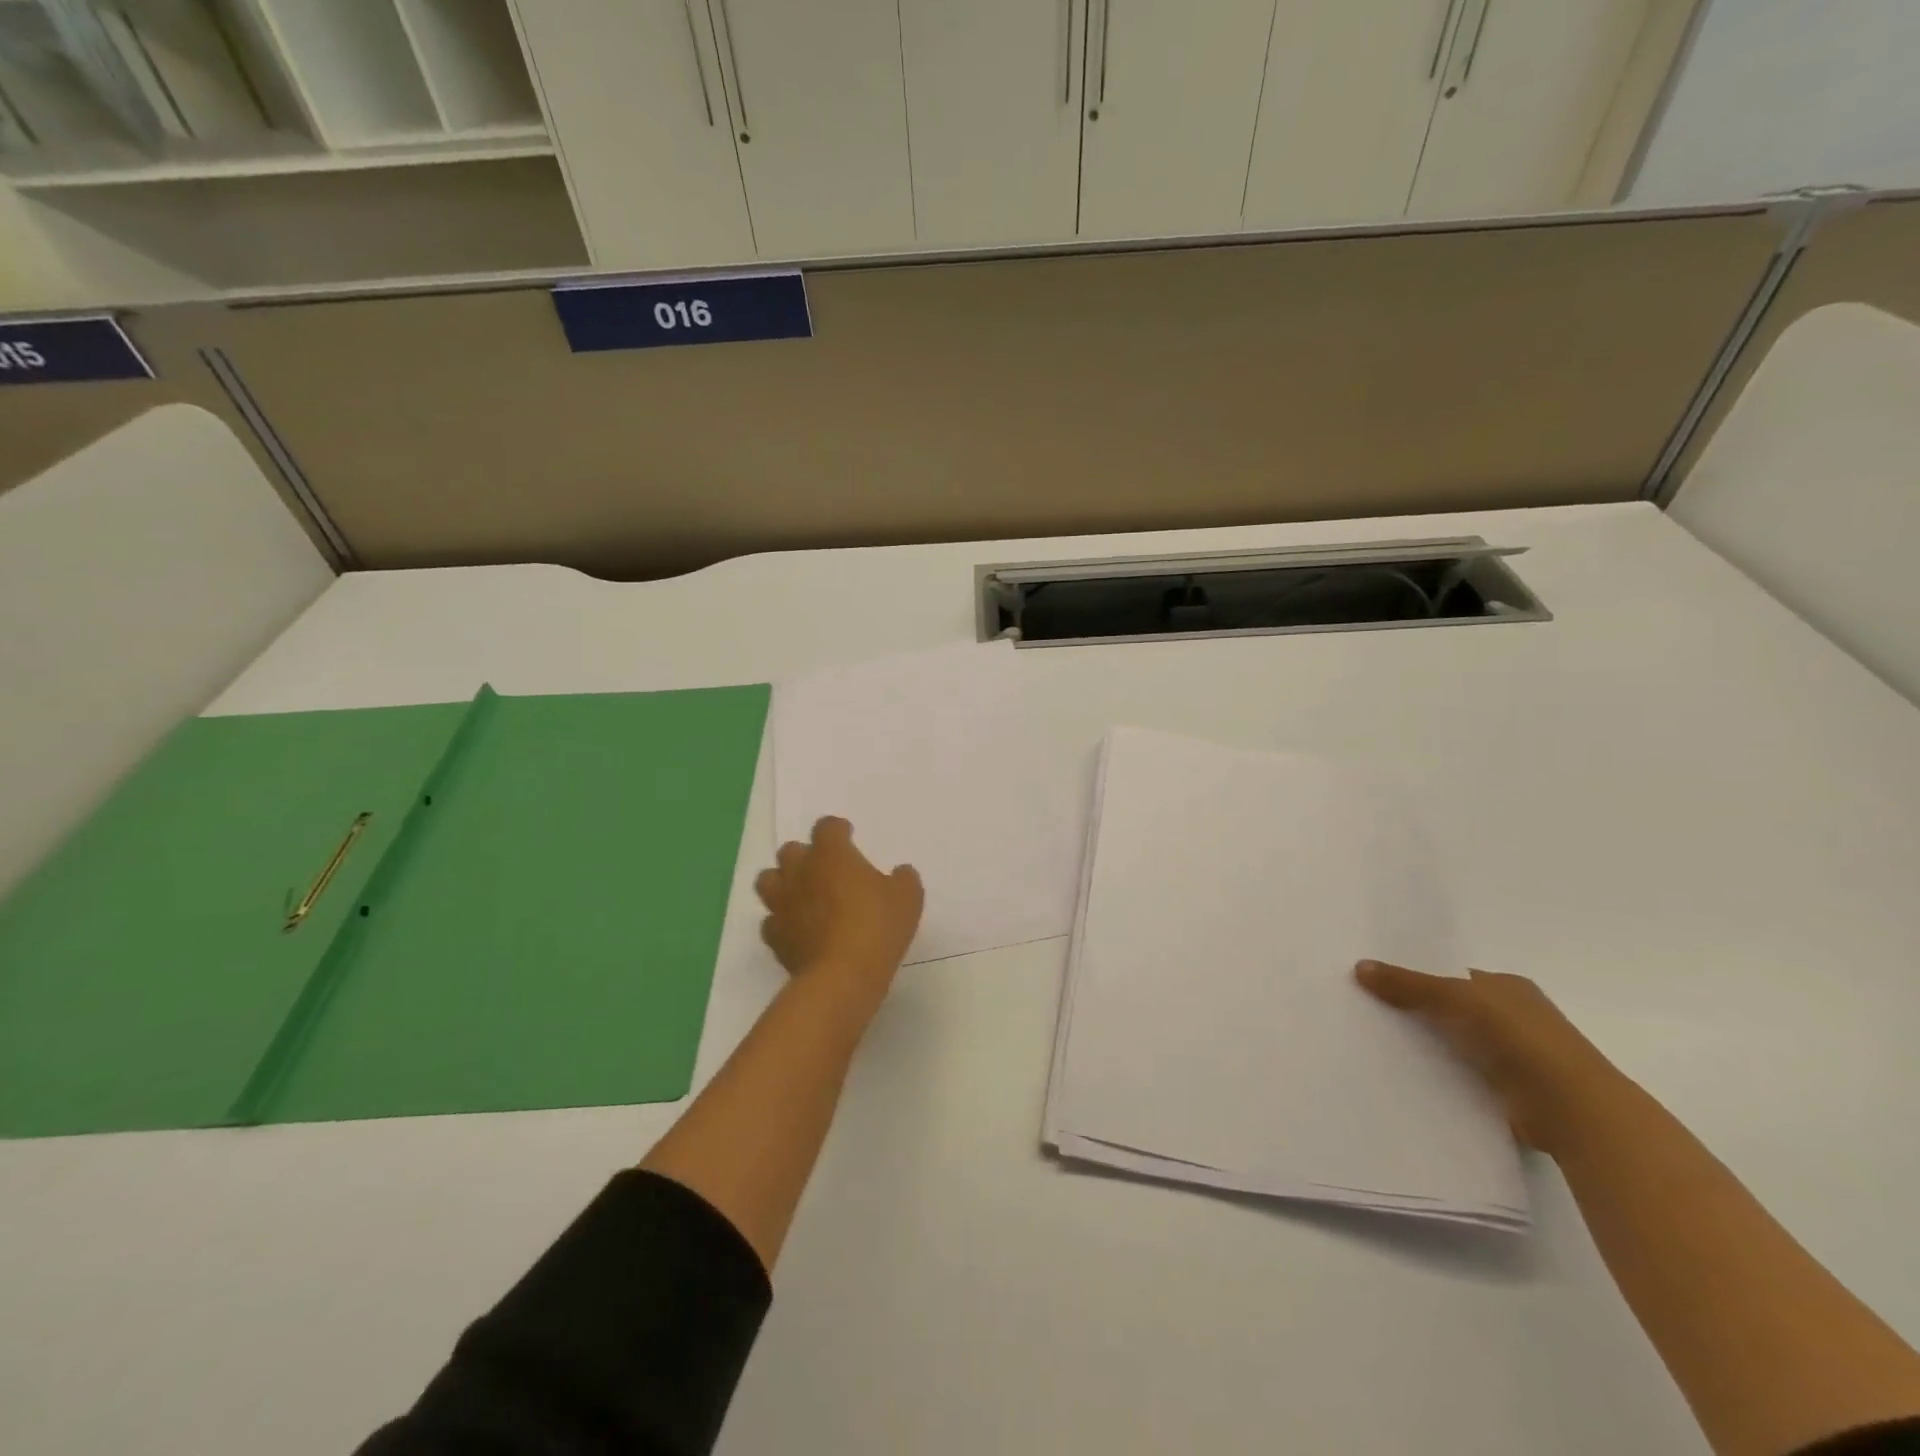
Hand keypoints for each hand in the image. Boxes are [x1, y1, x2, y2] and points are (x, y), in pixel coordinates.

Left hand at [756, 817, 923, 1002]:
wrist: (842, 976)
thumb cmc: (877, 926)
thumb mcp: (908, 898)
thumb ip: (903, 879)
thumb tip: (900, 873)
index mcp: (831, 854)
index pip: (827, 827)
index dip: (838, 830)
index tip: (848, 836)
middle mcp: (800, 872)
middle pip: (790, 850)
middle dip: (805, 855)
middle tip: (825, 869)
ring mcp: (782, 904)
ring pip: (769, 880)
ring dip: (783, 883)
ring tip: (802, 895)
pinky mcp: (775, 937)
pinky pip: (771, 920)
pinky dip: (782, 921)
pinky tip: (798, 930)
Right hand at [1355, 960, 1626, 1154]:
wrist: (1572, 1108)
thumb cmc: (1518, 1037)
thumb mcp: (1455, 998)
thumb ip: (1408, 985)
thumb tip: (1359, 966)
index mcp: (1509, 987)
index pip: (1454, 978)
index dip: (1418, 979)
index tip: (1377, 986)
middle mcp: (1516, 1018)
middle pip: (1453, 1011)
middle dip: (1418, 1014)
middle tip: (1369, 1015)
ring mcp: (1518, 1058)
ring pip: (1458, 1046)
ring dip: (1429, 1049)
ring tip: (1377, 1047)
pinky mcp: (1513, 1094)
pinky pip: (1465, 1078)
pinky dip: (1442, 1078)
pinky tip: (1408, 1078)